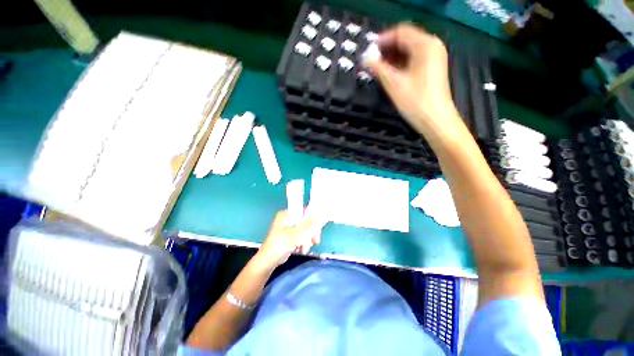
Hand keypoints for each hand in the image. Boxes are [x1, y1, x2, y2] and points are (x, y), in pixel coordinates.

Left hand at [256, 211, 322, 266]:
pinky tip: (301, 250)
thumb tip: (318, 216)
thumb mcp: (296, 234)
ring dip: (307, 240)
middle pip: (305, 222)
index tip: (317, 229)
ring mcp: (288, 228)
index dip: (312, 219)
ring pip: (304, 230)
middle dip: (310, 233)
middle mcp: (287, 218)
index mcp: (286, 214)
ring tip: (304, 249)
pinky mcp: (289, 236)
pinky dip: (302, 243)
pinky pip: (300, 236)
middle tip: (315, 241)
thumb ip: (308, 224)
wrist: (268, 261)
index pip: (304, 212)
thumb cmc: (280, 245)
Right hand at [366, 23, 465, 141]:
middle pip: (405, 40)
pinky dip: (400, 63)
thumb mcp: (394, 83)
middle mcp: (432, 46)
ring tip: (377, 67)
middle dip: (387, 49)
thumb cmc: (415, 101)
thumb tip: (365, 59)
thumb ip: (378, 68)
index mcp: (425, 45)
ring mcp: (434, 57)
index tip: (368, 50)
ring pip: (409, 50)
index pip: (400, 32)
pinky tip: (390, 72)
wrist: (435, 120)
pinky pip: (413, 59)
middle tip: (371, 60)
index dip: (382, 39)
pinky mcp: (432, 68)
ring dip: (392, 57)